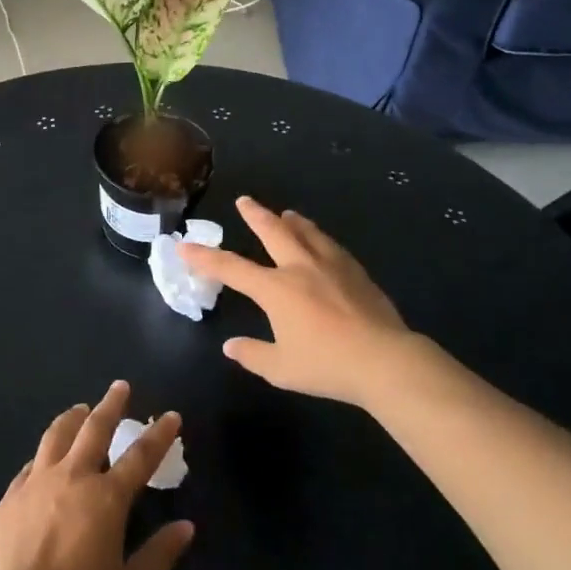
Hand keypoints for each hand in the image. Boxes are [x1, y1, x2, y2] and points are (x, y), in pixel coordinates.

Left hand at [0, 381, 194, 569]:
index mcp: (106, 498)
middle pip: (94, 428)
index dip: (159, 434)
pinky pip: (31, 463)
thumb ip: (159, 555)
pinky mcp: (11, 495)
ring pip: (57, 435)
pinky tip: (46, 456)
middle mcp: (73, 478)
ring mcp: (37, 482)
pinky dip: (45, 453)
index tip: (171, 415)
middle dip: (111, 404)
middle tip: (120, 387)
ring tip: (80, 409)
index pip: (140, 457)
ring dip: (73, 417)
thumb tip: (186, 527)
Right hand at [180, 196, 426, 407]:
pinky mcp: (357, 274)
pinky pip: (332, 247)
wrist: (386, 361)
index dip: (204, 257)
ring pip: (307, 233)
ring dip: (292, 222)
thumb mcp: (281, 368)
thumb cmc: (327, 365)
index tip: (184, 245)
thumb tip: (231, 347)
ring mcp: (332, 267)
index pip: (231, 268)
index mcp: (276, 289)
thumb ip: (253, 354)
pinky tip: (324, 243)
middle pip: (273, 232)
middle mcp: (300, 268)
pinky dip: (320, 239)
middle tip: (244, 200)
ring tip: (287, 214)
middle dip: (255, 215)